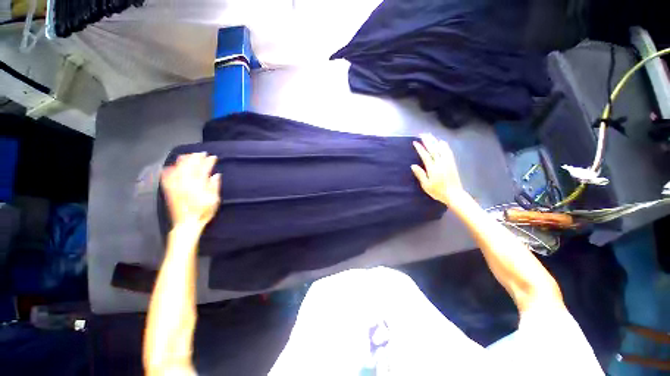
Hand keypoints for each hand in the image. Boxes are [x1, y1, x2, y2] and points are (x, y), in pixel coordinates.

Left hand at [162, 153, 220, 227]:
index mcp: (198, 185)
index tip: (213, 157)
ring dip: (184, 160)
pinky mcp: (169, 190)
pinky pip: (167, 176)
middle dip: (196, 157)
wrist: (186, 223)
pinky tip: (171, 166)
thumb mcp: (214, 200)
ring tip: (189, 155)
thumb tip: (216, 175)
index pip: (203, 168)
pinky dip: (169, 169)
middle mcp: (185, 182)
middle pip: (190, 166)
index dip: (208, 161)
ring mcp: (175, 185)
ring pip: (178, 168)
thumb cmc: (203, 212)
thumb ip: (214, 186)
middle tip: (202, 153)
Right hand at [411, 134, 464, 205]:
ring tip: (430, 136)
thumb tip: (413, 165)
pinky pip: (448, 151)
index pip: (425, 155)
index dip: (420, 148)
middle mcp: (440, 163)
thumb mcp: (426, 185)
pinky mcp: (452, 163)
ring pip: (441, 148)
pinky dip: (444, 145)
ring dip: (435, 141)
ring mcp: (447, 162)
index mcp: (433, 168)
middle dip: (427, 141)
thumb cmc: (438, 191)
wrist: (454, 194)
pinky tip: (441, 142)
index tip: (415, 142)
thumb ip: (420, 174)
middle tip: (422, 134)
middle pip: (433, 149)